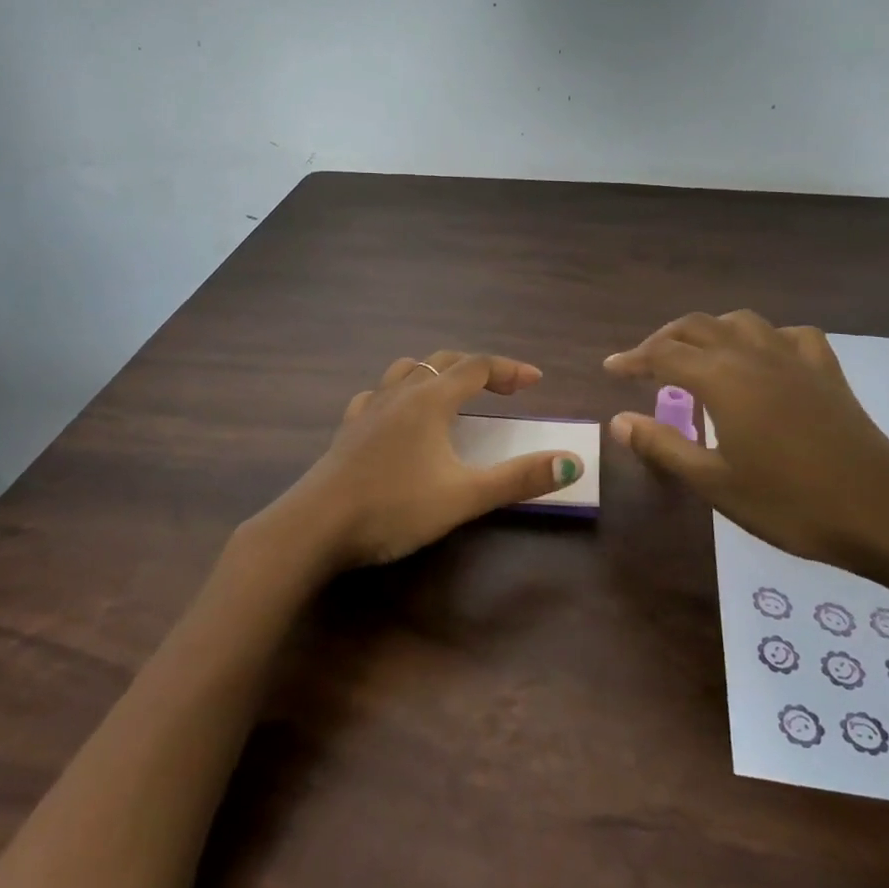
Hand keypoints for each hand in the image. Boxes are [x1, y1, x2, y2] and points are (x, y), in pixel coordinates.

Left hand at [271, 349, 584, 570]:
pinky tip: (398, 415)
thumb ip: (519, 478)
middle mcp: (400, 393)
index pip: (478, 366)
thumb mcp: (464, 496)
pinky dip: (400, 393)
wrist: (316, 526)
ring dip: (437, 373)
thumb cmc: (394, 507)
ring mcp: (369, 407)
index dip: (510, 370)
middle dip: (479, 369)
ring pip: (408, 370)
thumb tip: (572, 462)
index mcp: (431, 400)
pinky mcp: (348, 427)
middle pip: (445, 361)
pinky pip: (378, 394)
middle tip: (505, 388)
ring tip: (453, 393)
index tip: (536, 382)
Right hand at [604, 311, 888, 573]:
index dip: (633, 359)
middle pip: (698, 327)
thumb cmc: (789, 503)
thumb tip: (618, 421)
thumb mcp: (715, 483)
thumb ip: (663, 445)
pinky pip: (790, 335)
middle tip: (645, 363)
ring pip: (742, 322)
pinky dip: (766, 338)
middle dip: (665, 339)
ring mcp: (795, 358)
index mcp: (723, 379)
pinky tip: (764, 358)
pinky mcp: (827, 371)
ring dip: (711, 331)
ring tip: (698, 356)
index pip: (664, 355)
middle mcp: (754, 355)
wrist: (881, 513)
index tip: (610, 369)